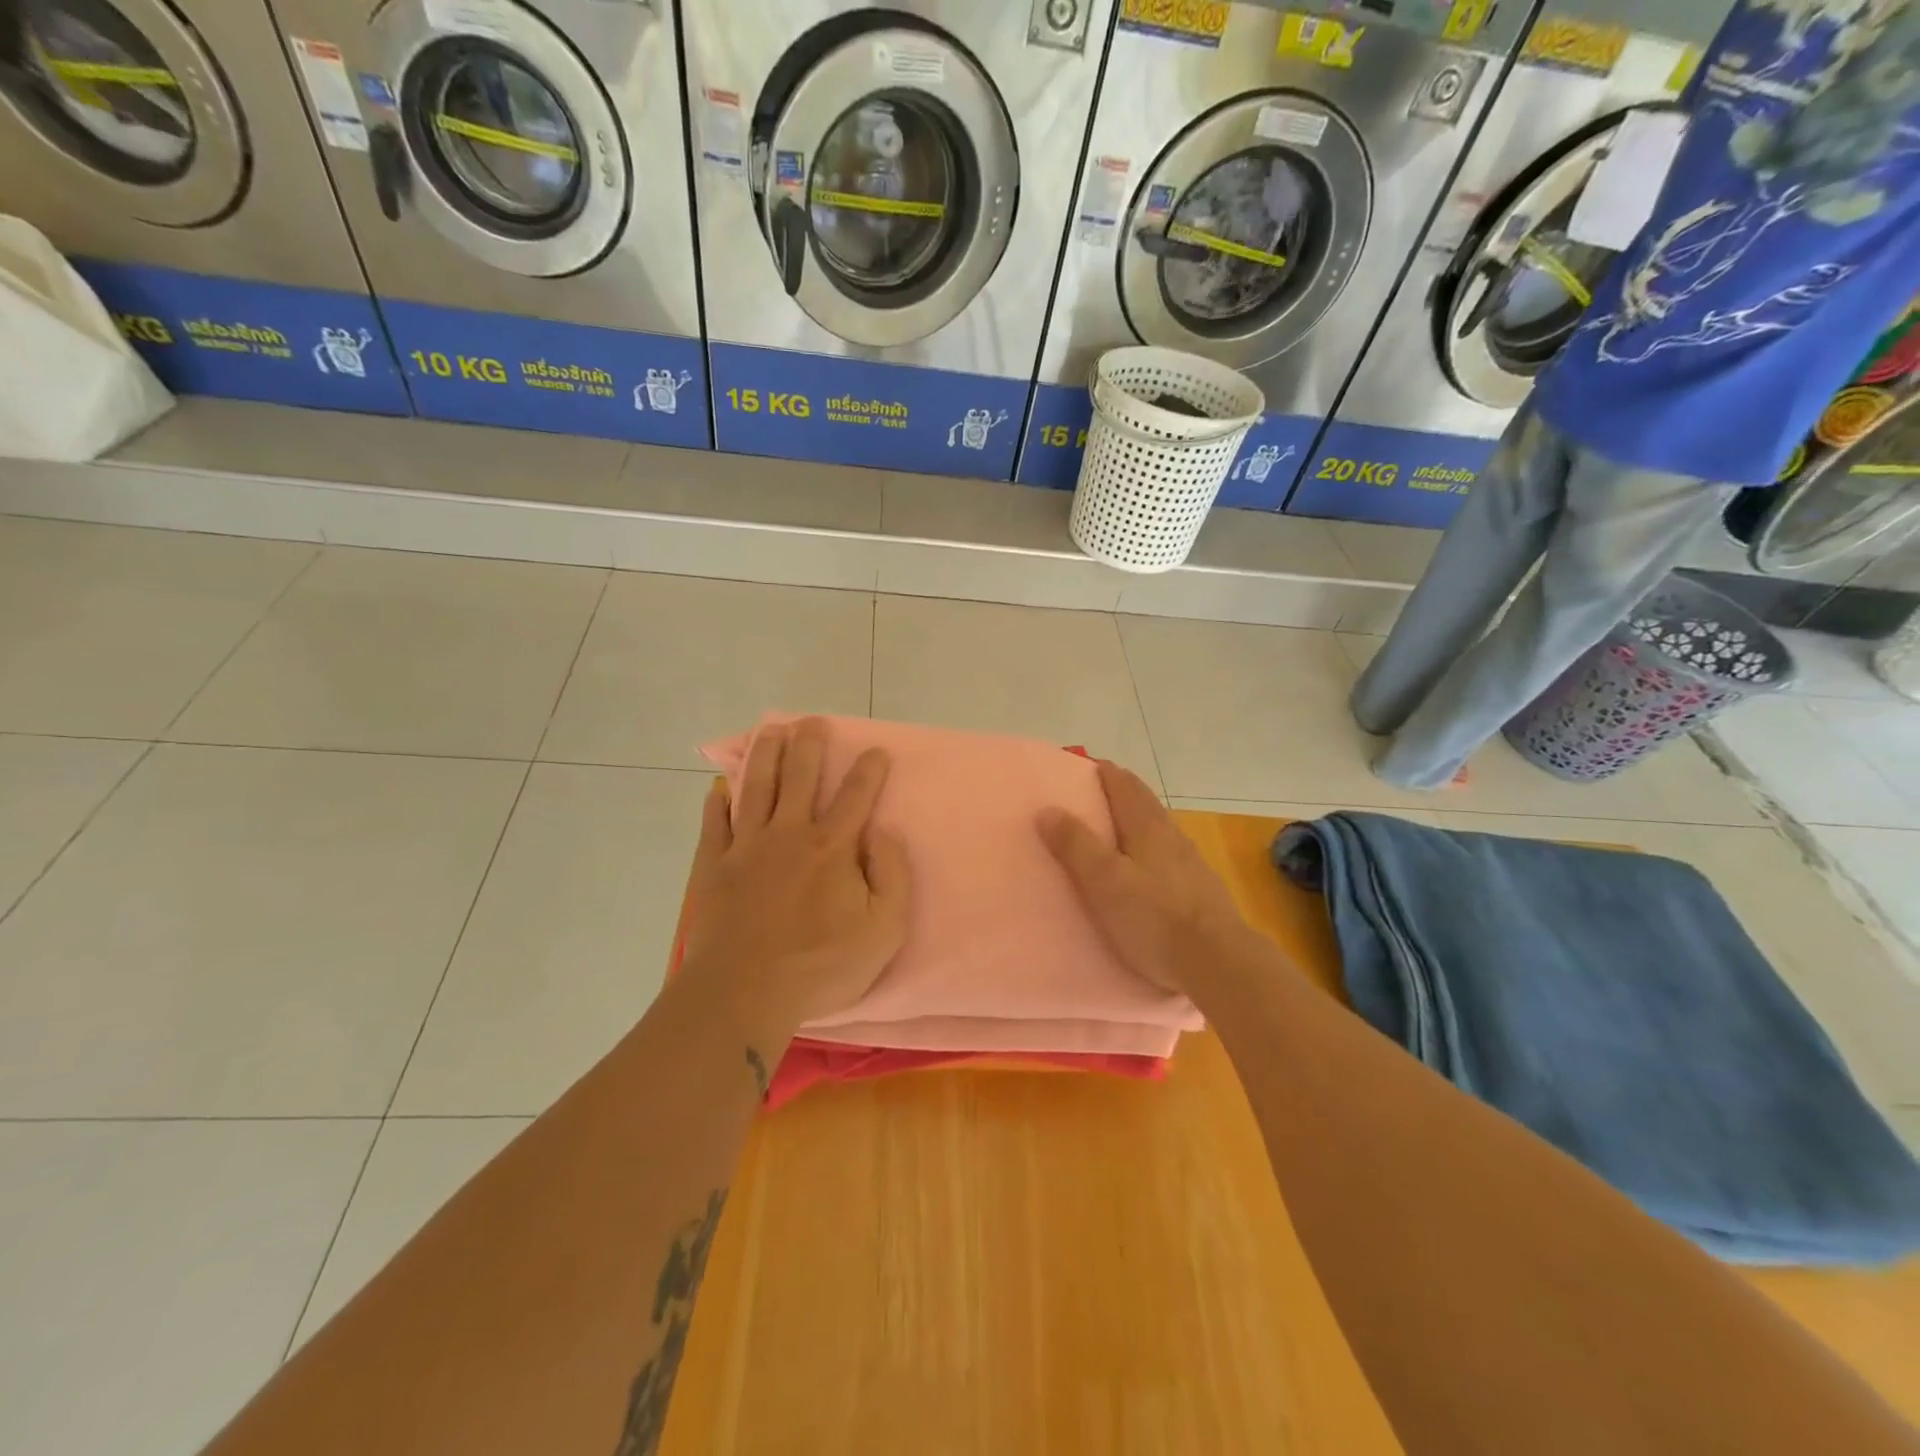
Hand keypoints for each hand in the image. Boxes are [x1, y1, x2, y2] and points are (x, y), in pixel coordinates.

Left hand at [680, 718, 910, 1047]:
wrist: (744, 992)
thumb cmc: (821, 965)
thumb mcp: (883, 930)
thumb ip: (892, 876)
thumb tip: (884, 832)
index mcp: (831, 846)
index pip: (856, 796)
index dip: (869, 770)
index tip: (876, 751)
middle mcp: (788, 834)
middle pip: (799, 776)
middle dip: (809, 745)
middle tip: (813, 722)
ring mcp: (746, 847)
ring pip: (755, 787)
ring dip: (765, 755)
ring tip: (770, 731)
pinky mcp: (714, 866)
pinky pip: (714, 823)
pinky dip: (717, 801)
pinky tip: (719, 787)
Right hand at [1038, 760, 1252, 995]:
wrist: (1218, 962)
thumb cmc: (1153, 917)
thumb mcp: (1103, 880)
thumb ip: (1075, 845)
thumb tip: (1048, 808)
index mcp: (1147, 827)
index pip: (1125, 786)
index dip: (1106, 773)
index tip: (1087, 766)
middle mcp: (1173, 837)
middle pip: (1146, 805)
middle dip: (1123, 793)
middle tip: (1097, 793)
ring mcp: (1192, 864)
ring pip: (1160, 831)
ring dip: (1138, 823)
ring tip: (1117, 832)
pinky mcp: (1202, 892)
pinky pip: (1170, 858)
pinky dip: (1151, 852)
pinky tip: (1147, 872)